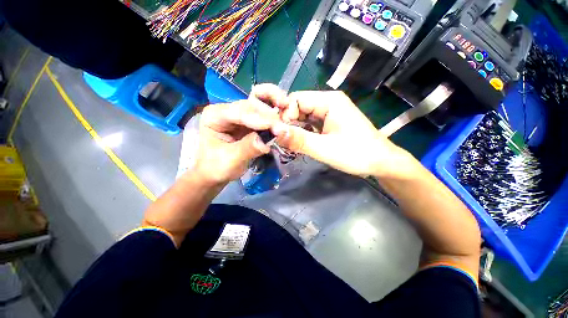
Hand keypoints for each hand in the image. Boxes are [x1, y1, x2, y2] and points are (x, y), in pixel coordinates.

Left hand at [191, 100, 279, 184]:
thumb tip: (267, 142)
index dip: (259, 119)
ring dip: (272, 118)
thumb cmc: (217, 167)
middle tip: (283, 129)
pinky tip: (280, 127)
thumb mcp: (230, 160)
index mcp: (214, 115)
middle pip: (250, 107)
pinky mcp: (247, 123)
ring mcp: (237, 116)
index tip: (276, 128)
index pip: (238, 113)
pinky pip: (262, 119)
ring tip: (283, 128)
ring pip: (258, 111)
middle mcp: (226, 110)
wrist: (215, 173)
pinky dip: (272, 123)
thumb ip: (248, 148)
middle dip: (268, 117)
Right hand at [252, 85, 414, 177]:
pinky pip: (310, 123)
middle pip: (299, 106)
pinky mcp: (330, 123)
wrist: (381, 162)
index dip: (284, 114)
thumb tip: (273, 131)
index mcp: (329, 101)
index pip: (296, 99)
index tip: (278, 132)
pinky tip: (298, 140)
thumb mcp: (324, 148)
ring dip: (294, 127)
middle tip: (280, 139)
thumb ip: (299, 139)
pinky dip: (302, 131)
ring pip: (303, 115)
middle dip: (287, 121)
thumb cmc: (356, 154)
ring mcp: (330, 112)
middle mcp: (328, 102)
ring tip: (287, 141)